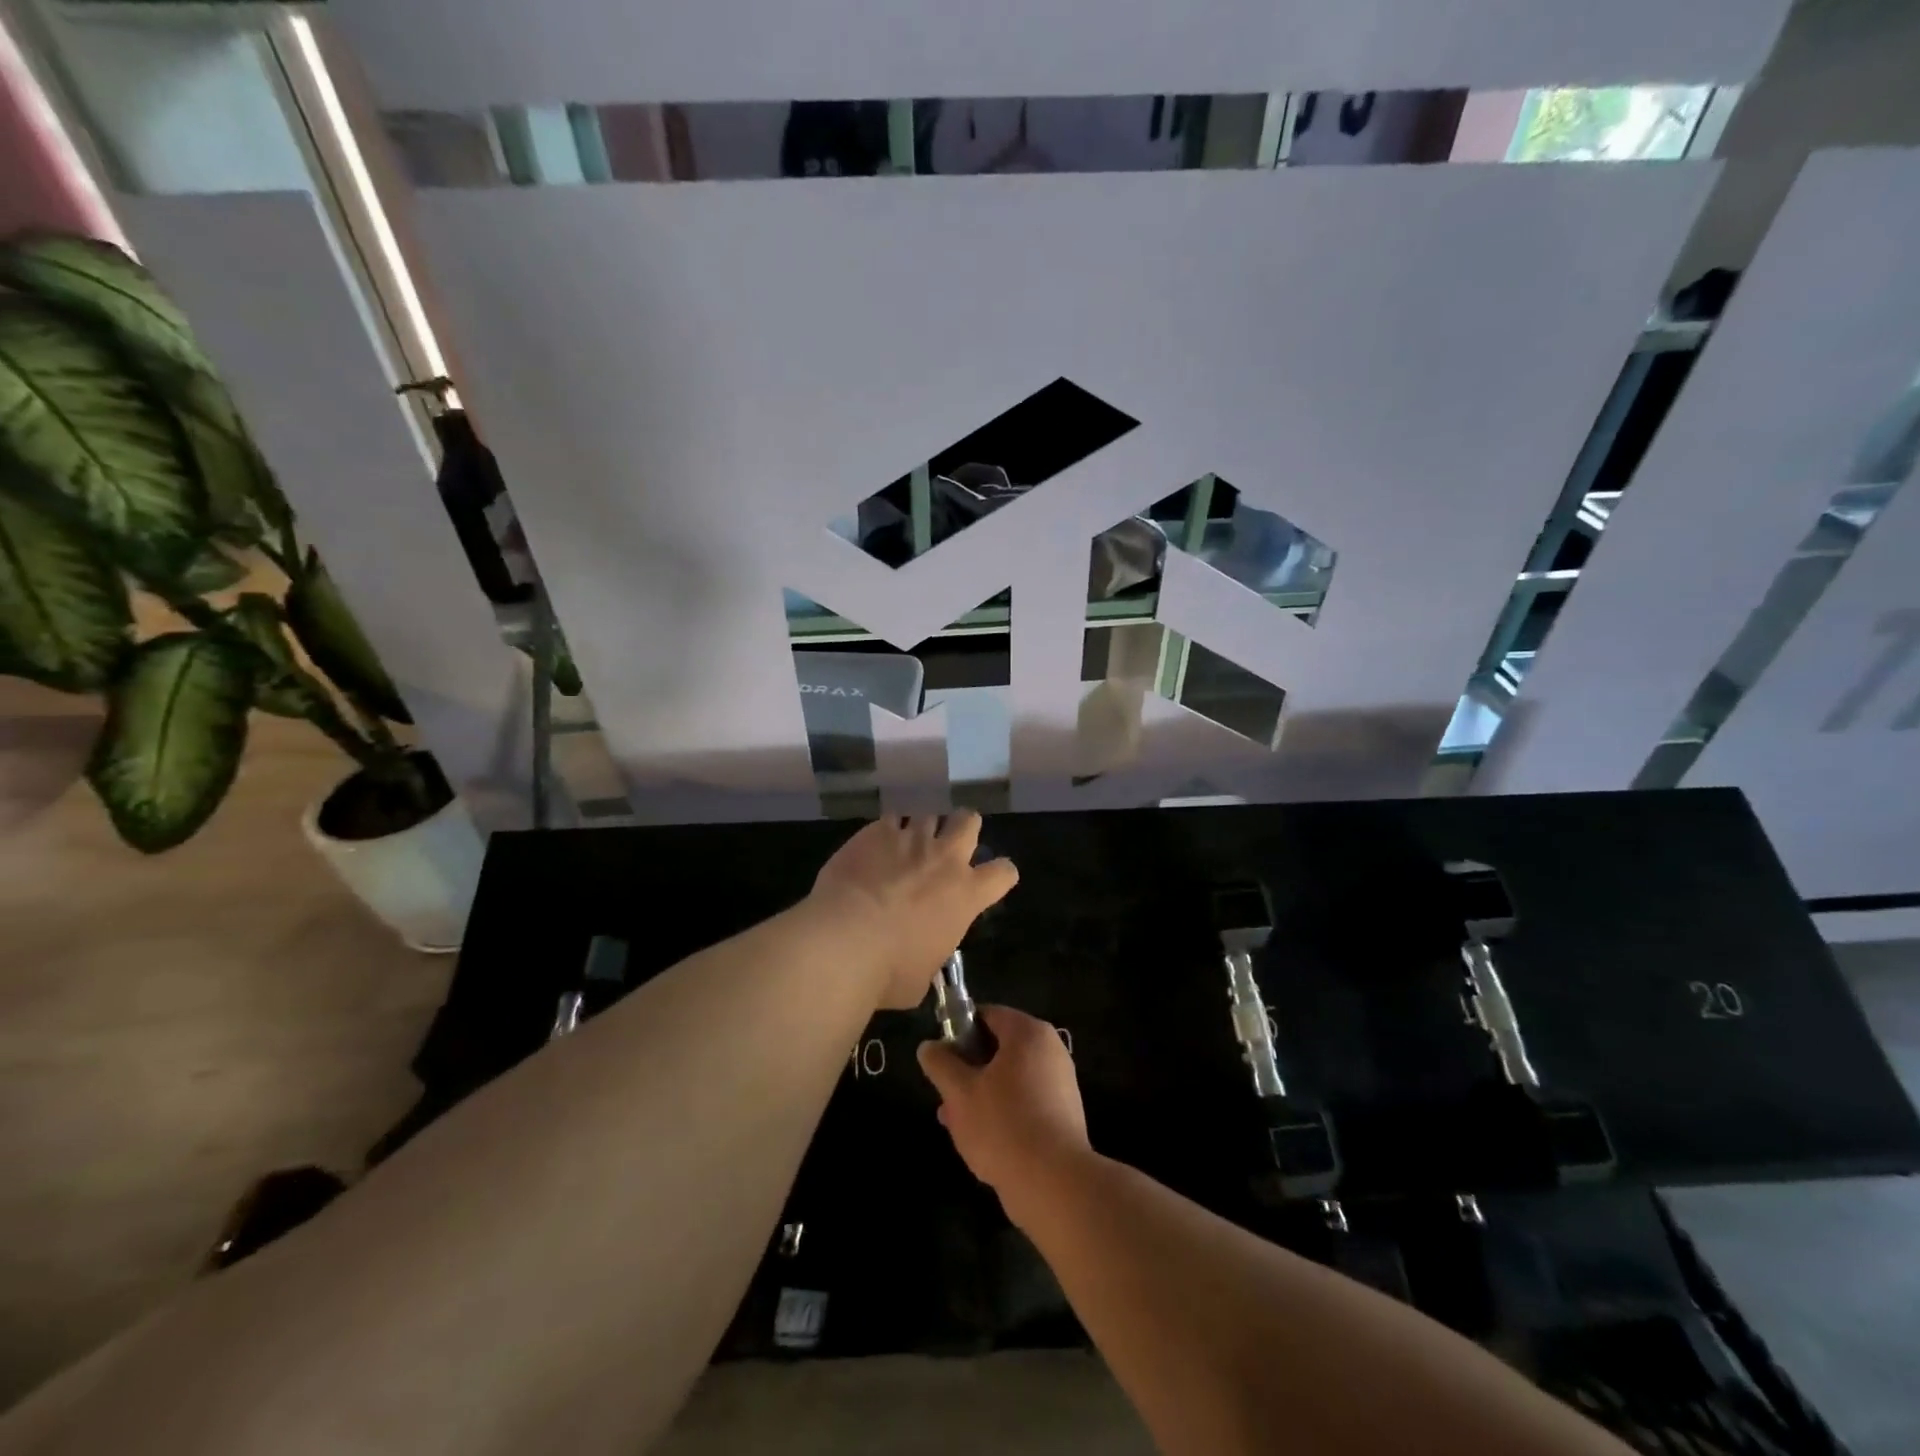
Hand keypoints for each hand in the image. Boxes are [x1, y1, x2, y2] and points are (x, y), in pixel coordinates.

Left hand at [810, 812, 1018, 1009]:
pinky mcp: (875, 832)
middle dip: (963, 828)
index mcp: (966, 895)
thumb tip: (921, 957)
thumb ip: (931, 955)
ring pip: (928, 816)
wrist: (844, 940)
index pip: (1003, 873)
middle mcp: (944, 859)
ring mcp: (910, 840)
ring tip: (906, 845)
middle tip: (949, 844)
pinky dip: (885, 832)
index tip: (991, 881)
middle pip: (969, 821)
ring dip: (921, 830)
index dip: (1000, 875)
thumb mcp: (923, 977)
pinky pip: (889, 820)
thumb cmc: (889, 971)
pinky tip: (873, 847)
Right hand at [918, 1005, 1089, 1224]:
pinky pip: (1025, 1102)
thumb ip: (940, 1064)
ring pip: (1009, 1078)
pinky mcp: (1063, 1115)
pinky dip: (1003, 1112)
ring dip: (981, 1094)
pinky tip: (981, 1140)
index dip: (959, 1031)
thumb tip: (929, 1047)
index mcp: (1028, 1033)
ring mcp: (1060, 1083)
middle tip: (945, 1095)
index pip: (987, 1015)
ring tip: (955, 1123)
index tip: (941, 1058)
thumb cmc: (1003, 1125)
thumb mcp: (959, 1092)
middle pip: (999, 1048)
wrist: (1054, 1183)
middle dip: (968, 1069)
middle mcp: (1050, 1050)